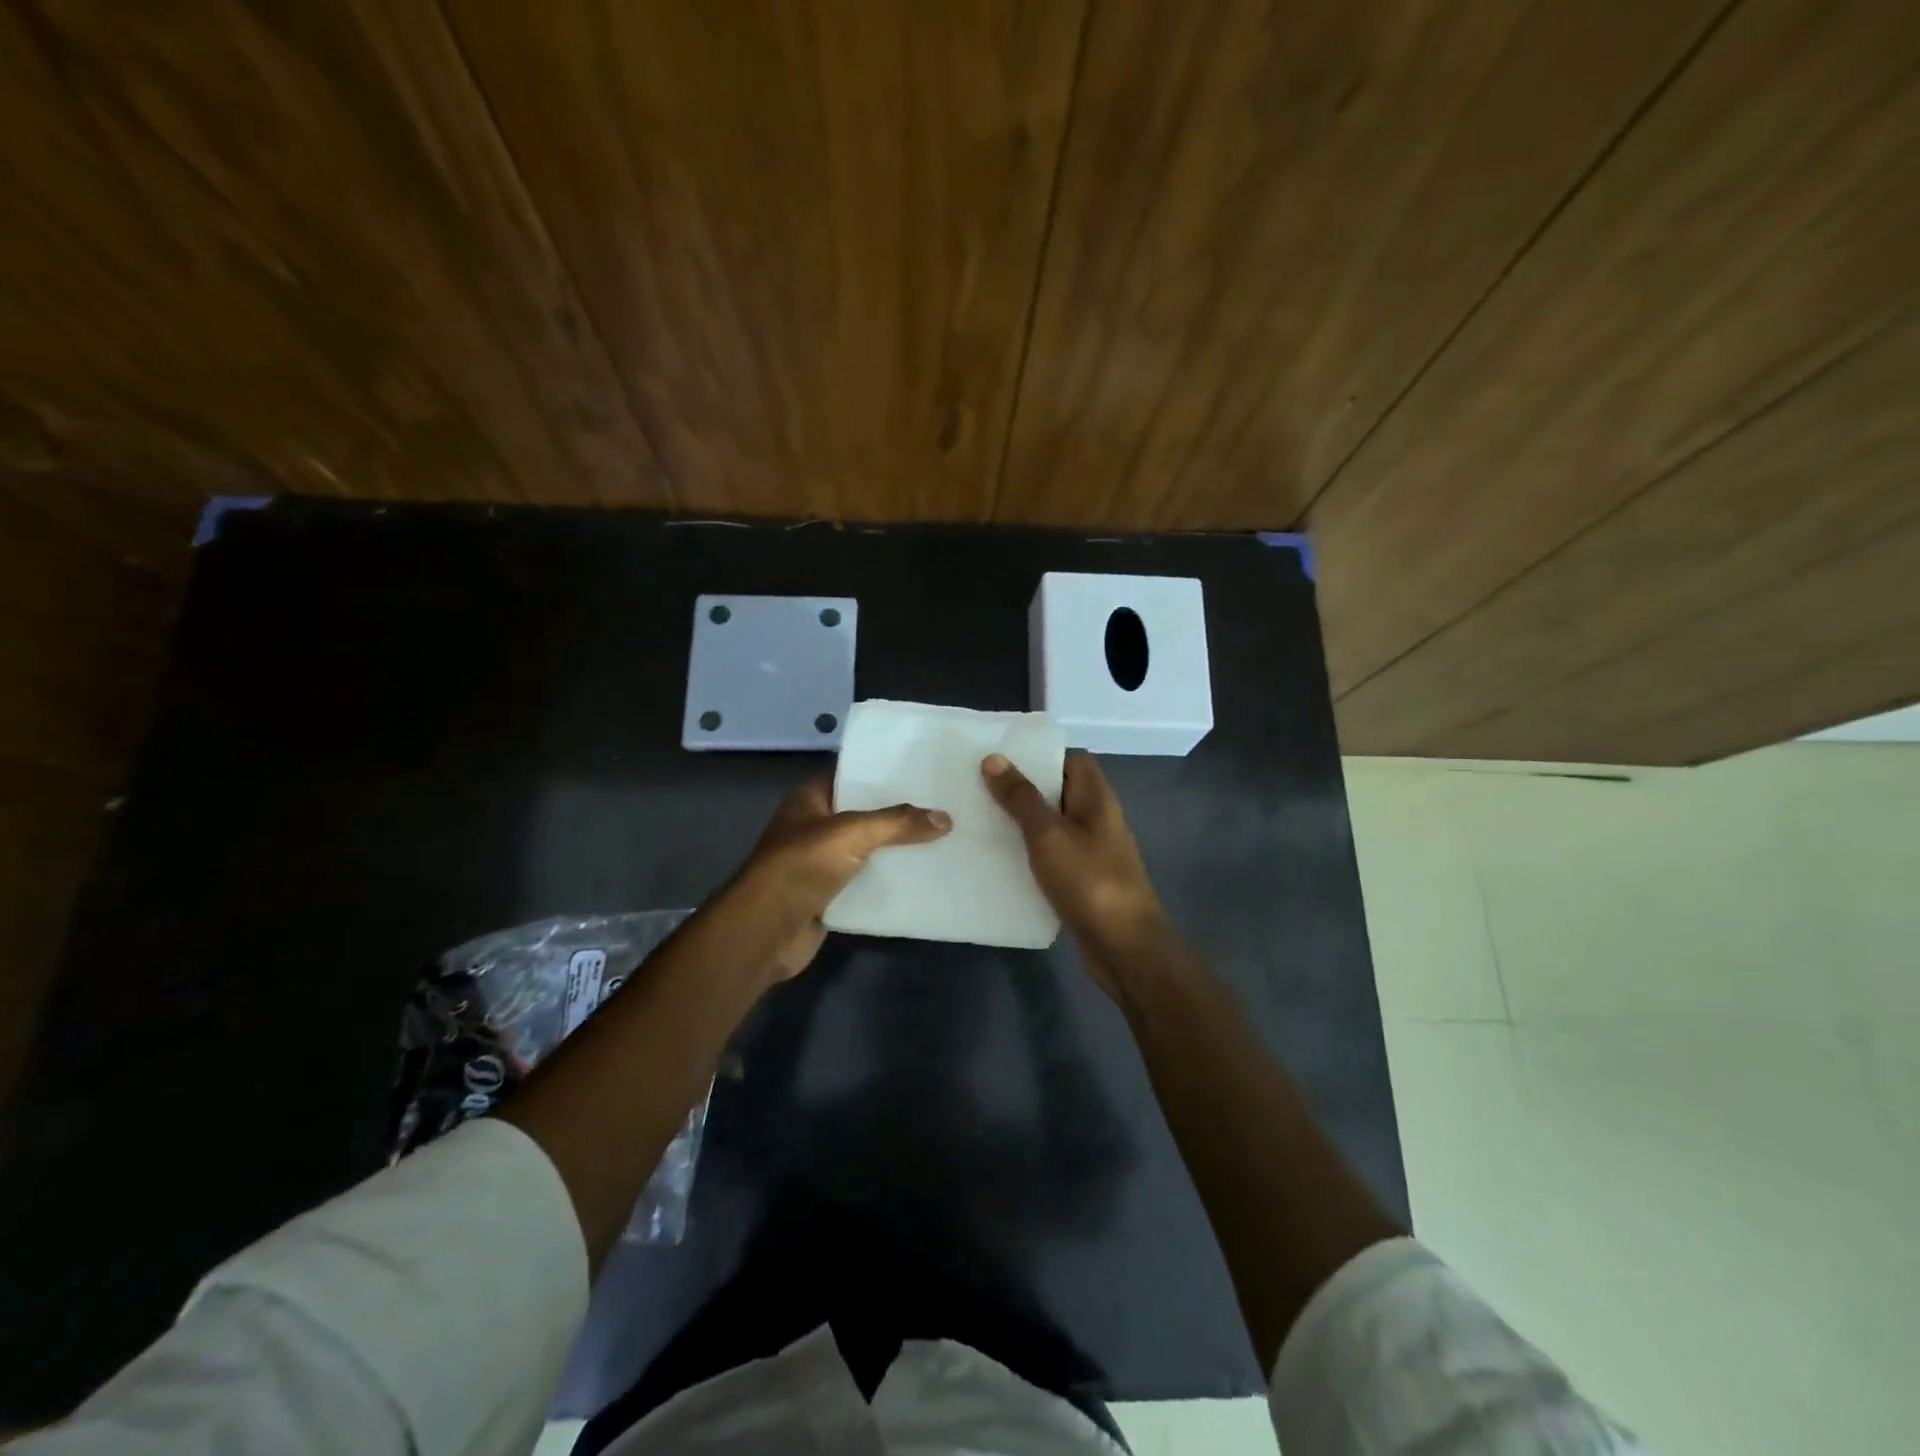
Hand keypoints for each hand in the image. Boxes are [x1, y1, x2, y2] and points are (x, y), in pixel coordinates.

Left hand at [721, 775, 950, 981]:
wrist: (766, 930)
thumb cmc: (802, 865)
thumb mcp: (853, 833)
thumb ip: (898, 823)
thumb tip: (945, 818)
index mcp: (810, 800)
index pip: (850, 775)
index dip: (882, 772)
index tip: (921, 770)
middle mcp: (814, 827)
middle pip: (863, 814)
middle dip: (898, 813)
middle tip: (942, 804)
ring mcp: (820, 864)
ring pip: (867, 850)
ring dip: (896, 849)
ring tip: (942, 838)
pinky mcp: (829, 897)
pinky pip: (866, 883)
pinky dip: (889, 882)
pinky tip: (924, 877)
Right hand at [981, 752, 1169, 991]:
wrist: (1124, 947)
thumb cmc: (1089, 881)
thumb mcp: (1048, 834)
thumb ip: (1021, 797)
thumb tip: (994, 758)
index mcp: (1097, 798)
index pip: (1073, 760)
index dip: (1041, 755)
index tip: (1002, 760)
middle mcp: (1097, 819)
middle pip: (1060, 792)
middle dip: (1023, 790)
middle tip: (979, 788)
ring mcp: (1092, 852)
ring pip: (1053, 826)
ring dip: (1022, 824)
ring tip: (979, 820)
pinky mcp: (1083, 880)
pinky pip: (1052, 856)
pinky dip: (1029, 854)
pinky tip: (999, 861)